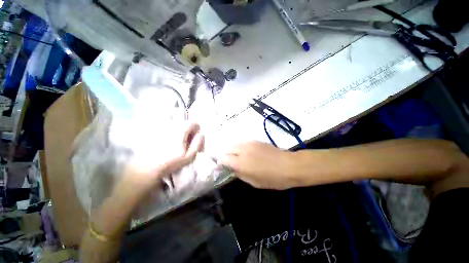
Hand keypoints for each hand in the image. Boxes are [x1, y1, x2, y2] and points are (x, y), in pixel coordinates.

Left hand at [120, 122, 204, 198]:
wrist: (147, 167)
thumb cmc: (171, 162)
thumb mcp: (190, 156)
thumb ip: (198, 143)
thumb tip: (201, 134)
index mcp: (181, 129)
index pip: (194, 123)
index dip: (197, 131)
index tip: (196, 140)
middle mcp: (171, 123)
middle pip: (184, 119)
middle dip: (188, 128)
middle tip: (186, 139)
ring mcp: (160, 124)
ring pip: (171, 115)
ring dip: (176, 120)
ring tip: (176, 131)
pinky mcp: (152, 128)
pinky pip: (160, 118)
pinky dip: (165, 120)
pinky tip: (165, 131)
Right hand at [219, 141, 296, 189]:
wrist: (289, 165)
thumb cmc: (272, 178)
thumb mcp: (254, 182)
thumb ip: (240, 174)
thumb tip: (232, 169)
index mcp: (241, 163)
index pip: (223, 159)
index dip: (220, 163)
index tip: (221, 167)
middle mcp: (242, 151)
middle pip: (227, 149)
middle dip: (225, 155)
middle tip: (229, 162)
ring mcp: (249, 144)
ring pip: (234, 144)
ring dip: (232, 150)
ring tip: (236, 157)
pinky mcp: (256, 140)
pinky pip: (243, 142)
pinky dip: (240, 147)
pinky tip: (245, 152)